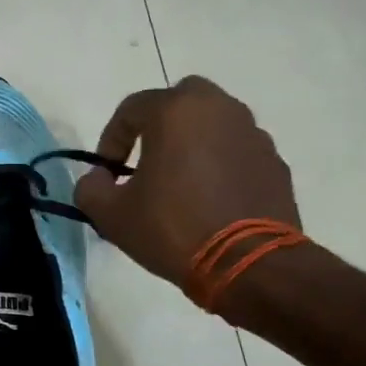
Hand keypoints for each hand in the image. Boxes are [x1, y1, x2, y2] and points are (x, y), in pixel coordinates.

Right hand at [73, 75, 301, 295]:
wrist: (248, 264)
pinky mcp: (274, 162)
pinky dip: (221, 164)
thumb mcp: (111, 215)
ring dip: (193, 142)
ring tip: (181, 183)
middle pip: (181, 101)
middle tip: (147, 160)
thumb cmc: (173, 229)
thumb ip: (91, 188)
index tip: (107, 173)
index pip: (131, 109)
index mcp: (176, 112)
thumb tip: (98, 178)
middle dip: (159, 125)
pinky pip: (237, 151)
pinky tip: (211, 199)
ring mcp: (253, 134)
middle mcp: (219, 109)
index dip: (111, 139)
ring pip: (214, 123)